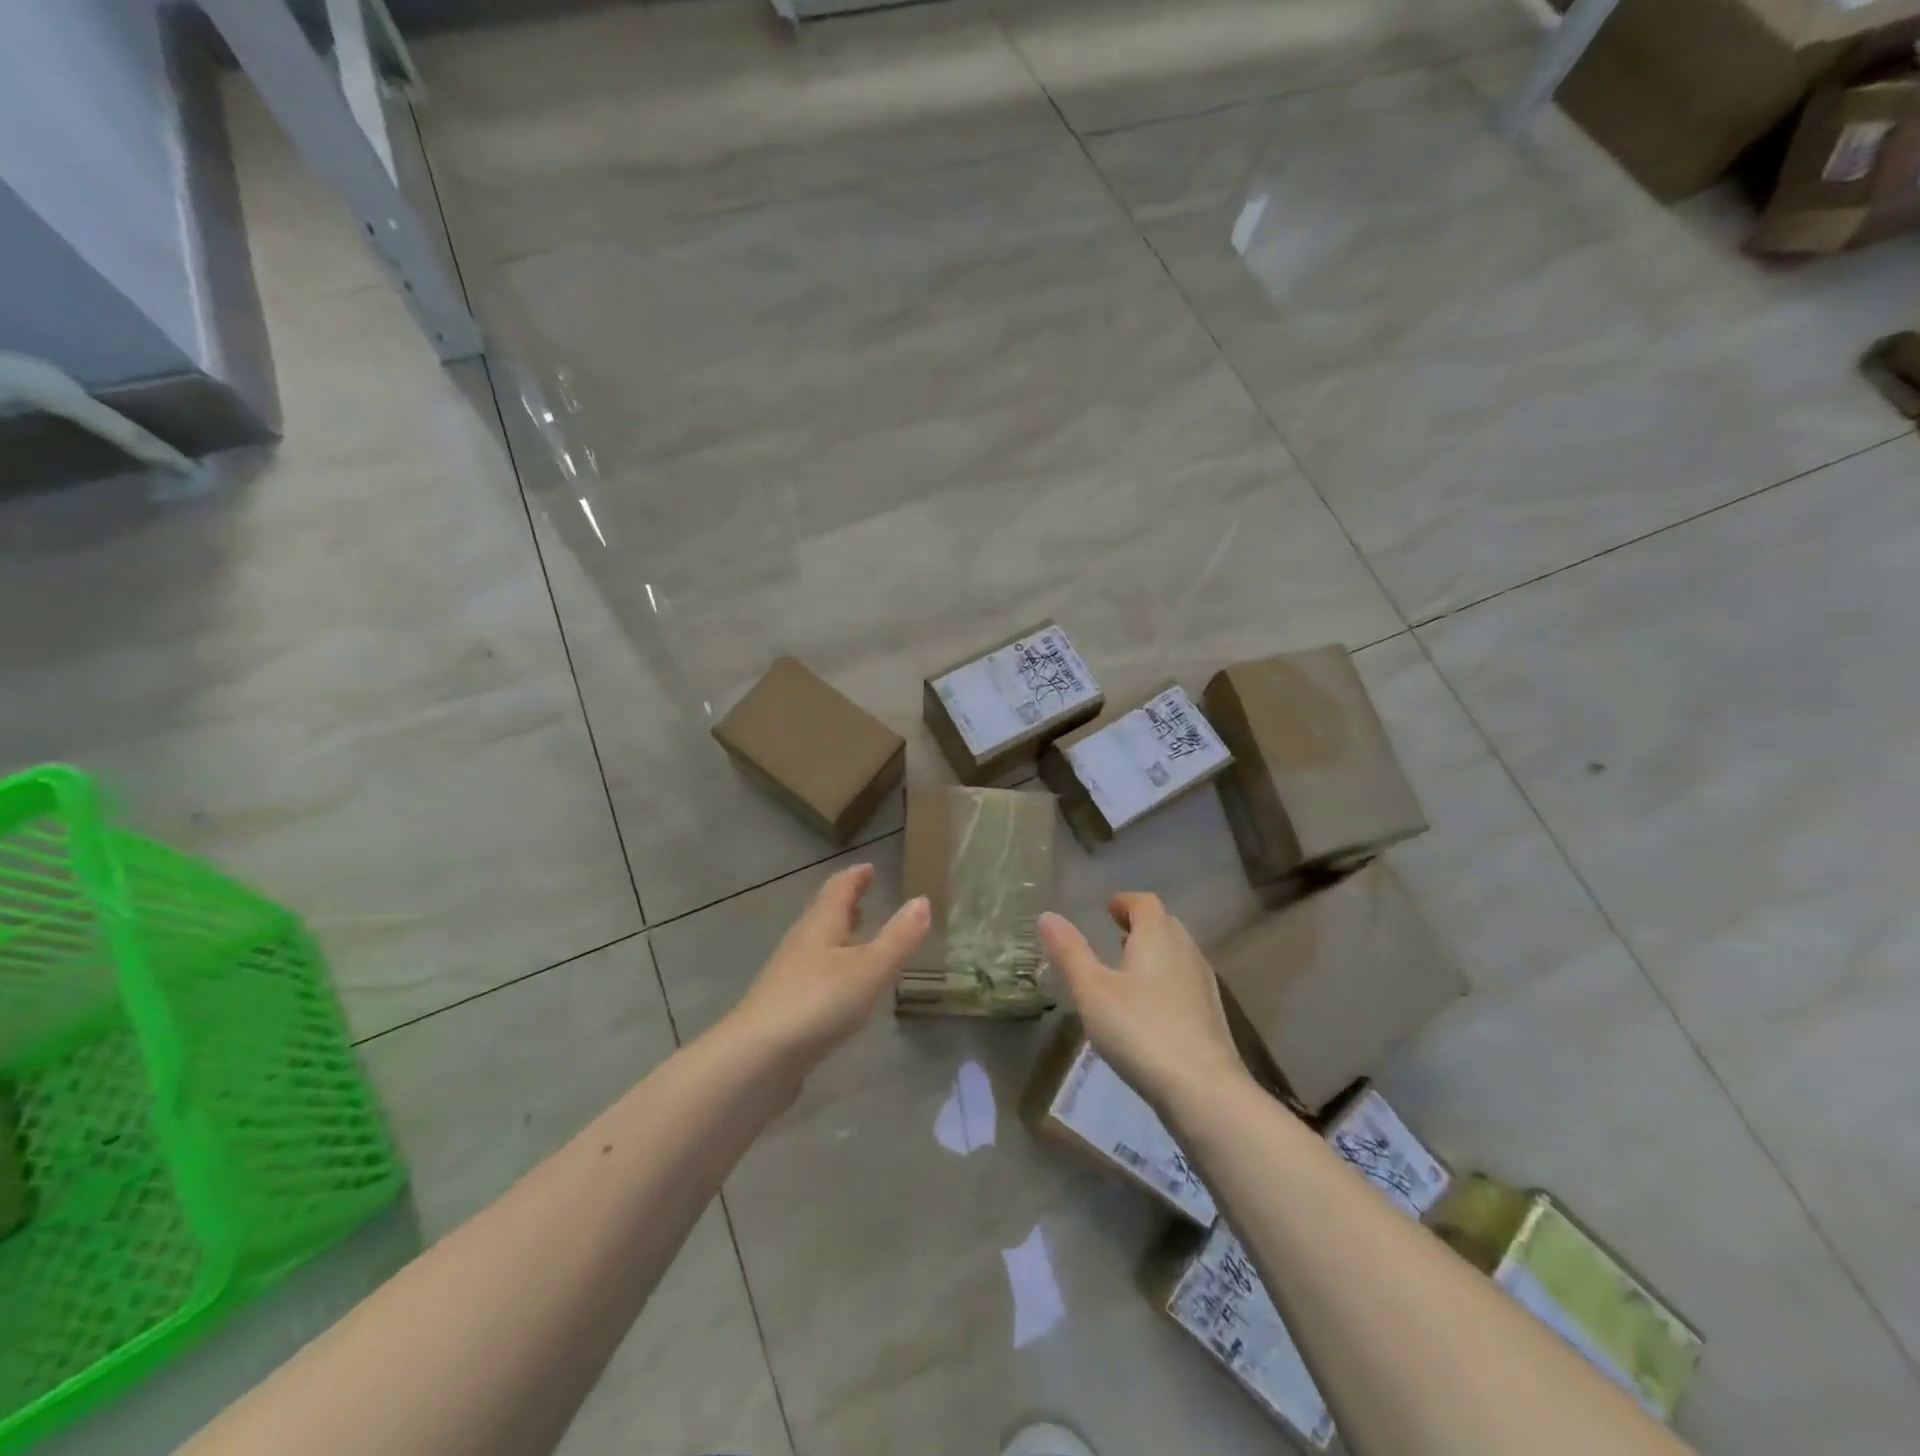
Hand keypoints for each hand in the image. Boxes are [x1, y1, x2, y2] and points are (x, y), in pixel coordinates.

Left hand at [727, 864, 929, 1071]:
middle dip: (845, 903)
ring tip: (856, 935)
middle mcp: (802, 942)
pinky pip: (812, 972)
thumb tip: (922, 900)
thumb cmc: (818, 1002)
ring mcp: (788, 975)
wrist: (757, 1058)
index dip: (855, 877)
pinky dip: (830, 966)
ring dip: (837, 934)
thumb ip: (898, 938)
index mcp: (821, 925)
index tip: (869, 868)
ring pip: (816, 944)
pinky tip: (839, 985)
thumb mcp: (869, 969)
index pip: (838, 889)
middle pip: (823, 913)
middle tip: (864, 896)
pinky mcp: (784, 1006)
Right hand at [1039, 894, 1244, 1112]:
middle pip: (1164, 924)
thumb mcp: (1092, 991)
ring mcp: (1204, 982)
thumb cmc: (1140, 1030)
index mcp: (1157, 935)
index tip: (1107, 911)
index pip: (1144, 902)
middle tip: (1115, 936)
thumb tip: (1047, 915)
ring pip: (1177, 952)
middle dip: (1140, 925)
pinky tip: (1150, 1007)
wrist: (1203, 1089)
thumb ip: (1070, 952)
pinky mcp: (1212, 1013)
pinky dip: (1166, 978)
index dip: (1125, 902)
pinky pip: (1185, 980)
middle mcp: (1186, 949)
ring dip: (1154, 952)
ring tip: (1128, 970)